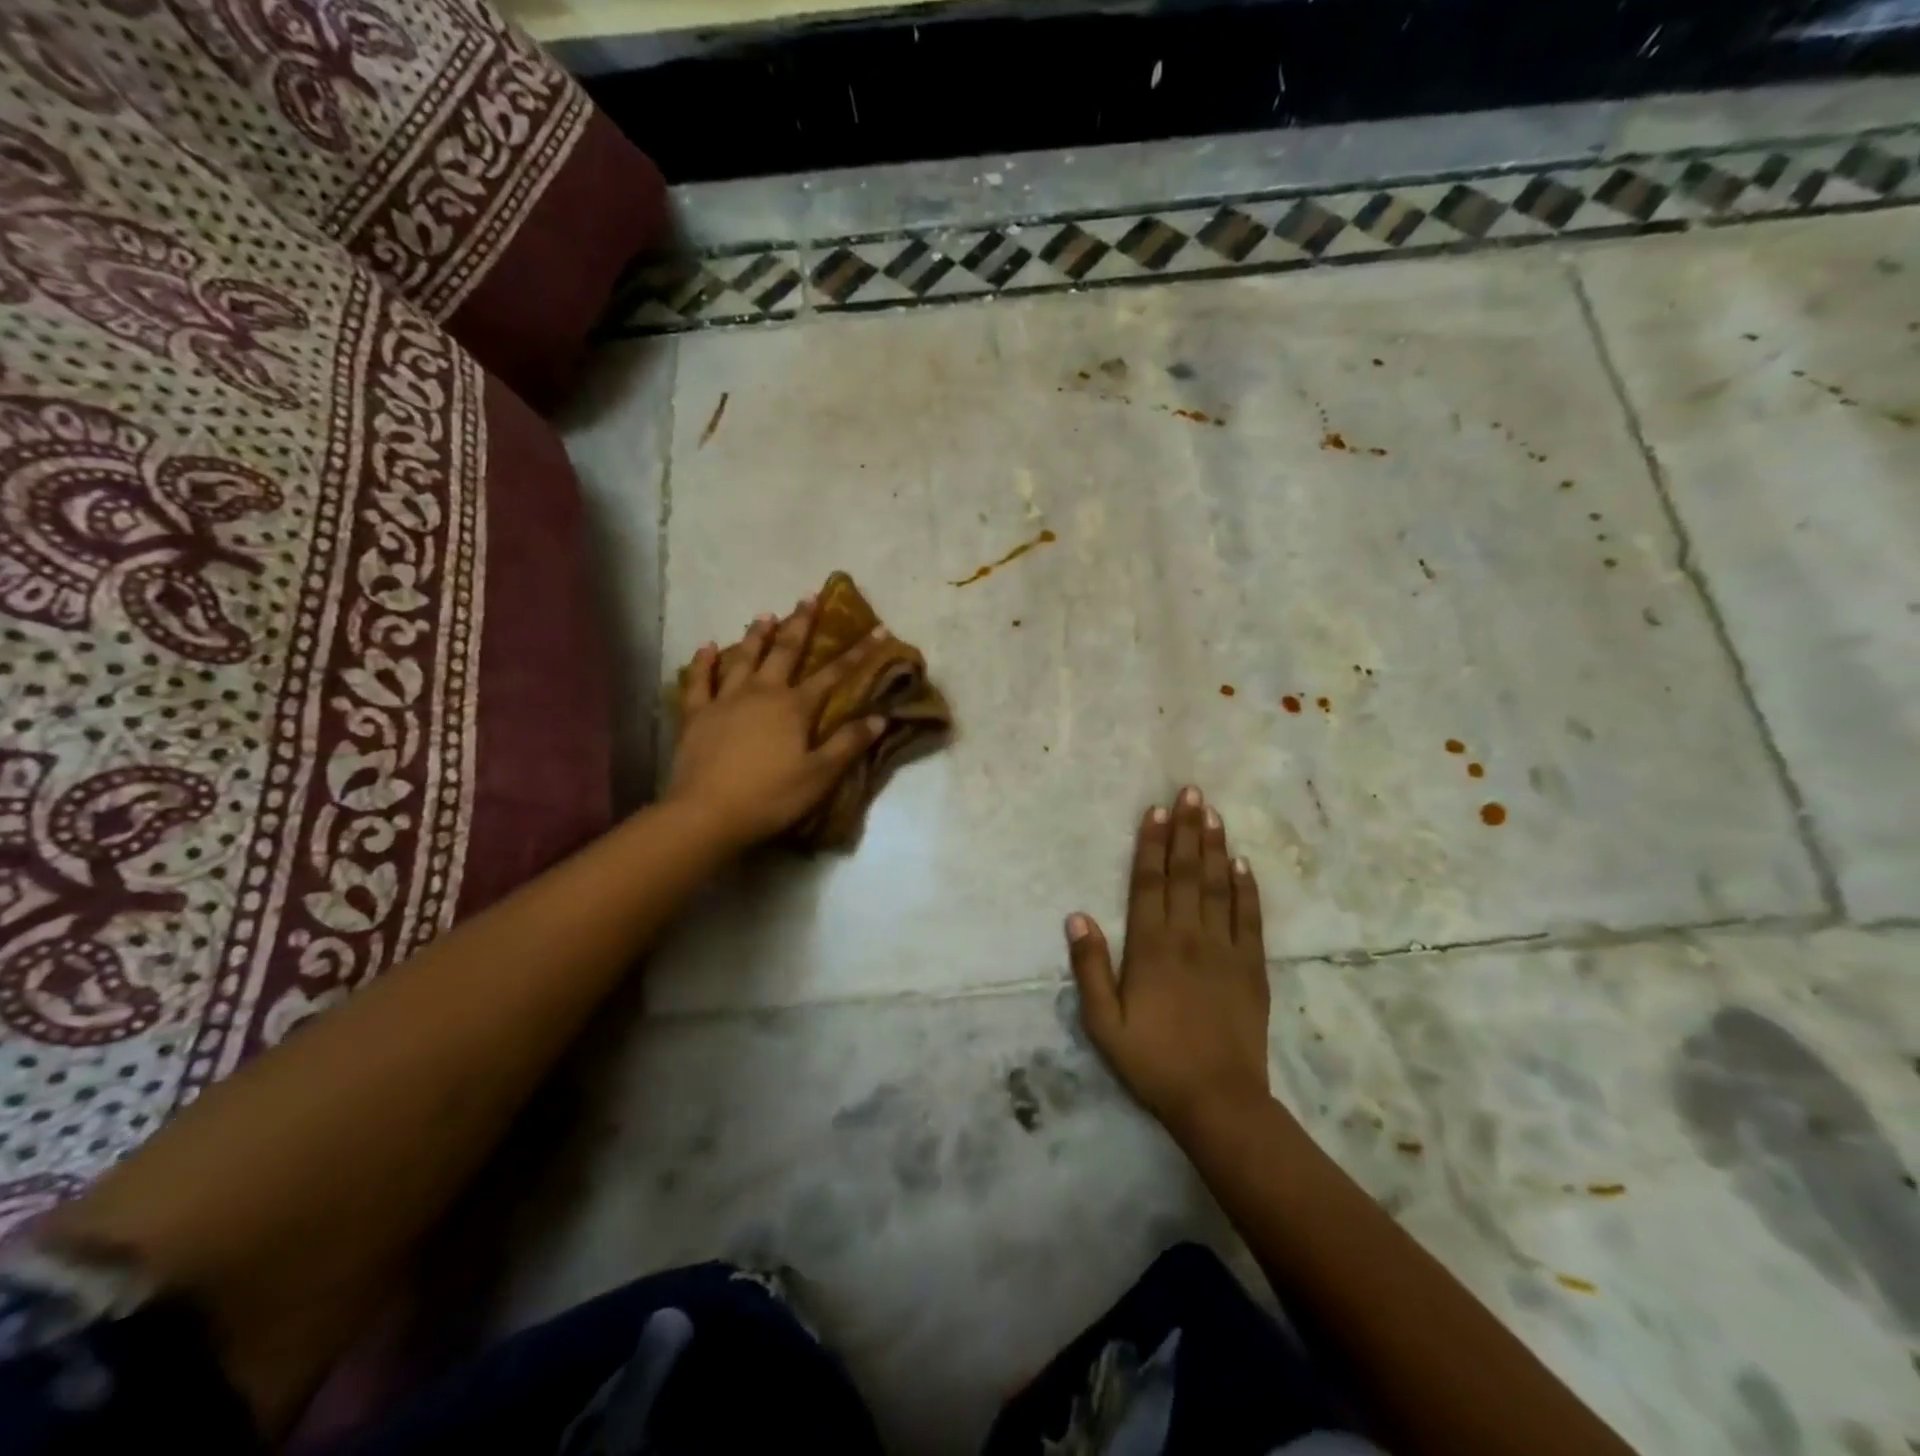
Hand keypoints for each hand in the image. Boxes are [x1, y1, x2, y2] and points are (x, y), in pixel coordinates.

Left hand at [667, 596, 888, 849]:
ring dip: (756, 634)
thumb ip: (848, 744)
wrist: (707, 813)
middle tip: (809, 597)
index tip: (877, 628)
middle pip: (785, 652)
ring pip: (743, 657)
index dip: (858, 652)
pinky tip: (708, 647)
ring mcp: (725, 700)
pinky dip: (704, 662)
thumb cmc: (771, 796)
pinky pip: (700, 680)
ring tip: (765, 614)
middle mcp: (762, 692)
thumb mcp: (820, 775)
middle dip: (801, 623)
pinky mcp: (697, 714)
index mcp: (794, 707)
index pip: (834, 674)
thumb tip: (880, 717)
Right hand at [1066, 785, 1271, 1137]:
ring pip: (1218, 887)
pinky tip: (1242, 864)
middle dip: (1187, 830)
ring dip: (1214, 848)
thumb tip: (1077, 915)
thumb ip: (1089, 966)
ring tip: (1214, 813)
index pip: (1149, 883)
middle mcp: (1188, 937)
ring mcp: (1224, 950)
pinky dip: (1246, 889)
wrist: (1218, 1101)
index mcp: (1150, 947)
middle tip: (1191, 792)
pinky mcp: (1252, 968)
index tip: (1156, 810)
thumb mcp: (1103, 1022)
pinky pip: (1250, 919)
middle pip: (1186, 873)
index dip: (1152, 844)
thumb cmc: (1152, 1061)